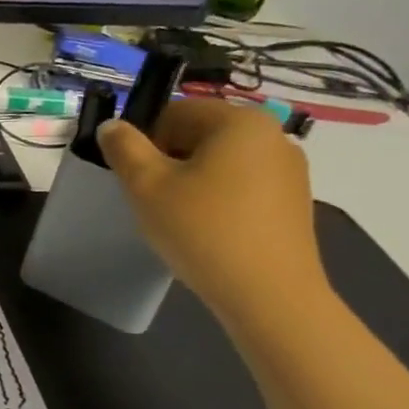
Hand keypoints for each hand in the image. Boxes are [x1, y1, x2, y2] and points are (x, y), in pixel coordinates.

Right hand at [97, 98, 328, 328]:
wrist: (268, 296)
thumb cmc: (202, 230)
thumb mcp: (147, 186)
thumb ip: (124, 147)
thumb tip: (114, 126)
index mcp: (239, 121)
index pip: (175, 111)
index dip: (145, 141)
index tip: (137, 179)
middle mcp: (272, 135)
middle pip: (200, 135)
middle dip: (169, 162)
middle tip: (153, 201)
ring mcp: (289, 170)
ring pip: (221, 163)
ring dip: (193, 182)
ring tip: (180, 221)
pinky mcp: (294, 202)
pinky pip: (243, 187)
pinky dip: (219, 201)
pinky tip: (209, 233)